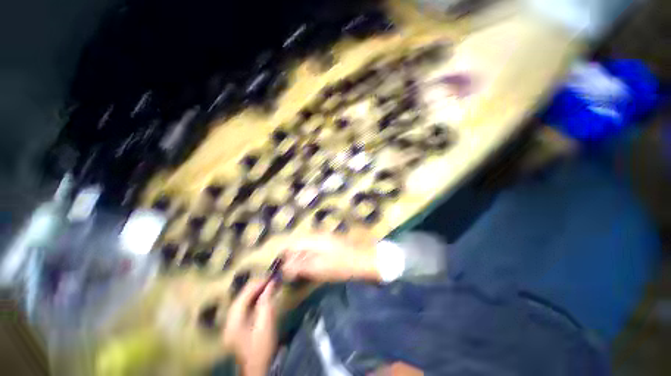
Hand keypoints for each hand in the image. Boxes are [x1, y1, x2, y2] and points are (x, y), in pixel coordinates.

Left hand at [222, 279, 277, 375]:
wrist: (258, 368)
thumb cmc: (262, 346)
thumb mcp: (266, 323)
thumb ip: (267, 301)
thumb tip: (271, 283)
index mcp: (233, 321)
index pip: (244, 295)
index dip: (257, 283)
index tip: (270, 276)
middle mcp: (229, 320)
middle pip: (241, 297)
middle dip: (256, 286)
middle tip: (270, 280)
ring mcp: (231, 324)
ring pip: (242, 301)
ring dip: (255, 292)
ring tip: (268, 285)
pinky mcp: (236, 326)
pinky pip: (244, 307)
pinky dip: (253, 299)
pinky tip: (262, 296)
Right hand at [281, 232, 380, 282]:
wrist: (367, 260)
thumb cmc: (343, 264)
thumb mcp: (320, 267)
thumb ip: (301, 265)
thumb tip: (283, 267)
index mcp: (313, 238)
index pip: (291, 242)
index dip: (283, 255)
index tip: (278, 270)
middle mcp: (317, 236)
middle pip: (297, 245)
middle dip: (291, 259)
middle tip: (288, 276)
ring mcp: (324, 240)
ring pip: (305, 249)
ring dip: (300, 261)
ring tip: (297, 275)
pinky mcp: (330, 246)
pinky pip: (314, 252)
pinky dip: (309, 261)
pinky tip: (310, 271)